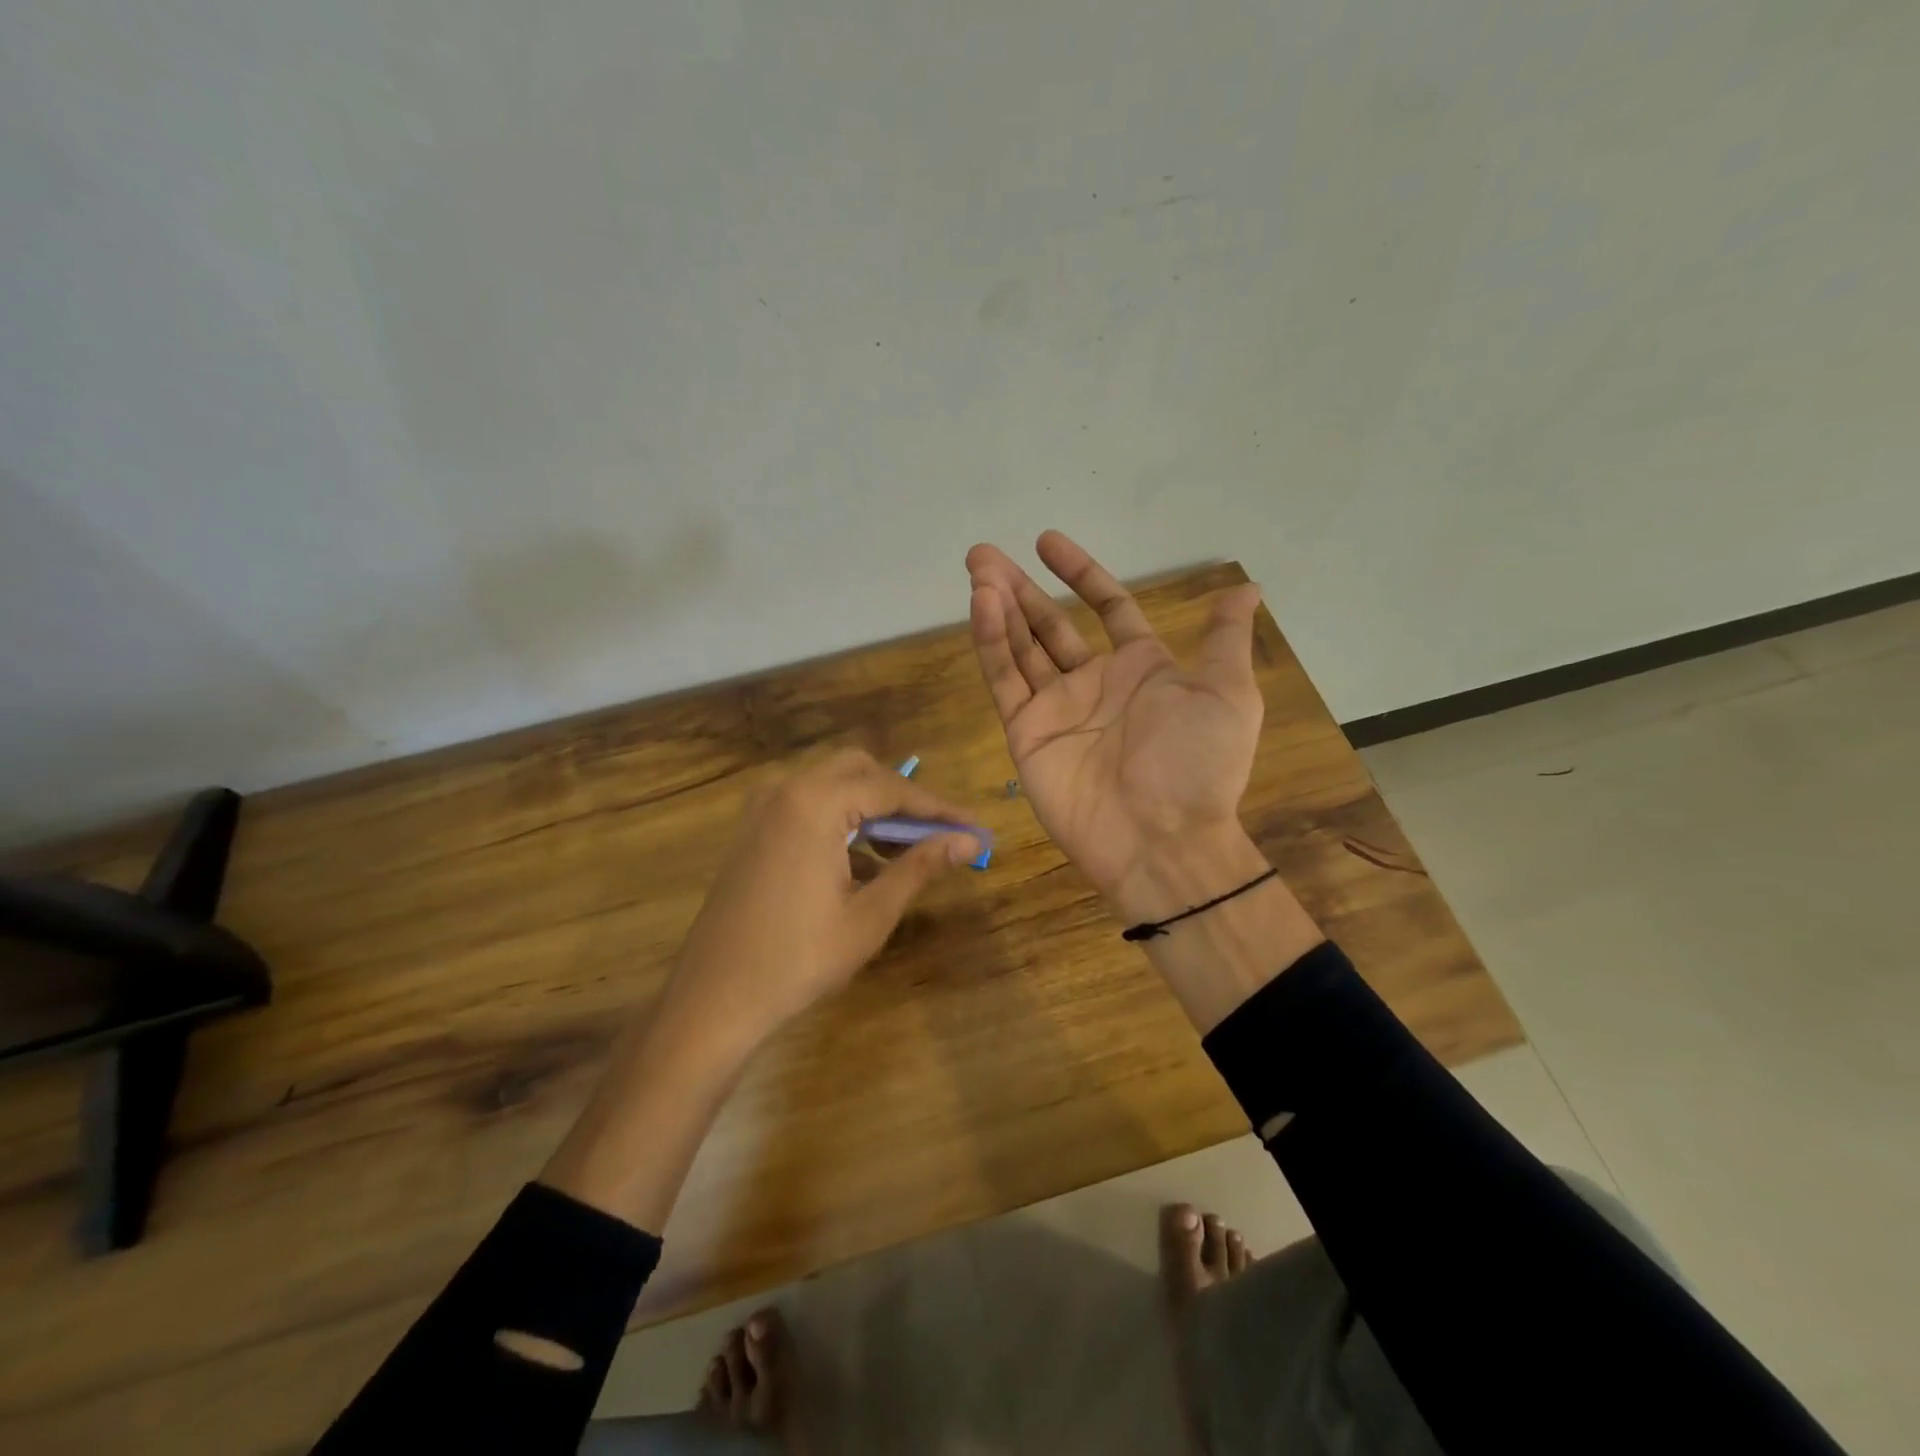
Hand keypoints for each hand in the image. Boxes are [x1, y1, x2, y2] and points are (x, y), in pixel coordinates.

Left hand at [661, 749, 981, 1051]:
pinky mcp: (752, 829)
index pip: (891, 788)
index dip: (937, 808)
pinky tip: (863, 863)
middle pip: (860, 771)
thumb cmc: (798, 959)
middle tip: (938, 833)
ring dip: (872, 808)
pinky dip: (841, 821)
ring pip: (833, 785)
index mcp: (815, 803)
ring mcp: (762, 807)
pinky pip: (807, 805)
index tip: (973, 826)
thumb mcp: (869, 915)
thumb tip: (969, 841)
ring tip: (907, 852)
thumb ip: (920, 867)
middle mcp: (786, 789)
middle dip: (903, 798)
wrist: (713, 999)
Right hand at [966, 531, 1265, 918]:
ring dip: (998, 607)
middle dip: (1020, 588)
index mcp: (1140, 668)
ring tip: (976, 569)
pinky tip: (981, 606)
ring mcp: (1056, 708)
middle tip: (984, 555)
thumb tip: (1247, 587)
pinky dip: (991, 642)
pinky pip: (1005, 680)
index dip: (1079, 573)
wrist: (1162, 839)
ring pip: (1020, 646)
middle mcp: (1093, 683)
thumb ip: (1224, 638)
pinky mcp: (1026, 733)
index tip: (1047, 541)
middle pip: (1050, 623)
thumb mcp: (1227, 693)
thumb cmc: (1198, 764)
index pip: (1106, 607)